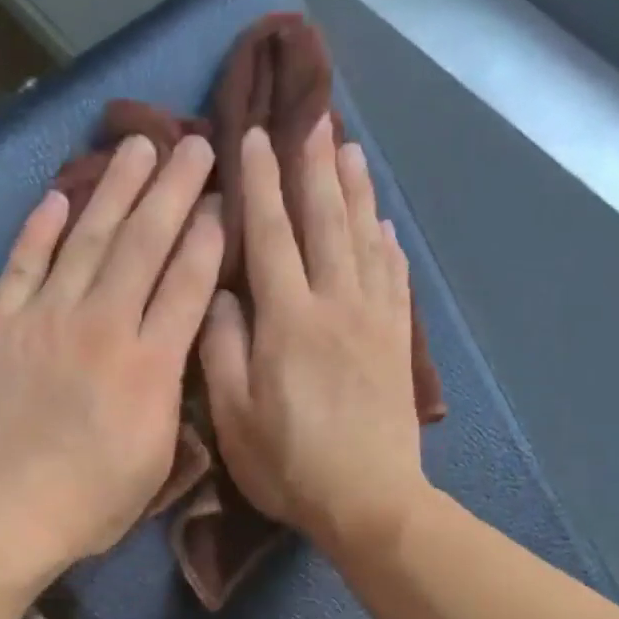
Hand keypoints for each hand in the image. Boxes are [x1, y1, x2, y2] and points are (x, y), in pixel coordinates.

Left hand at [0, 134, 223, 585]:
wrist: (1, 513)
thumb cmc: (88, 505)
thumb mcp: (155, 463)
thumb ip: (171, 399)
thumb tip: (178, 352)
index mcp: (150, 366)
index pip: (189, 283)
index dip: (210, 236)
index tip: (224, 198)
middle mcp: (104, 326)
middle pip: (145, 243)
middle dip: (174, 189)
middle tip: (193, 142)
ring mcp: (46, 319)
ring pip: (88, 238)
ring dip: (116, 188)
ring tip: (138, 144)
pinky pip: (23, 263)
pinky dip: (40, 227)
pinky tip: (59, 195)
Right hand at [202, 119, 427, 553]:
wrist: (370, 500)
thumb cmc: (289, 465)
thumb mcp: (234, 416)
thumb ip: (221, 348)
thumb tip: (221, 292)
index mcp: (288, 320)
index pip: (271, 235)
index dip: (261, 184)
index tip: (254, 137)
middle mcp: (336, 304)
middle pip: (326, 221)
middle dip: (313, 167)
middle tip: (311, 117)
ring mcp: (374, 321)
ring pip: (365, 239)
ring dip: (356, 191)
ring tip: (349, 149)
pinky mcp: (397, 343)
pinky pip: (394, 277)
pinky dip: (387, 243)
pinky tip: (384, 225)